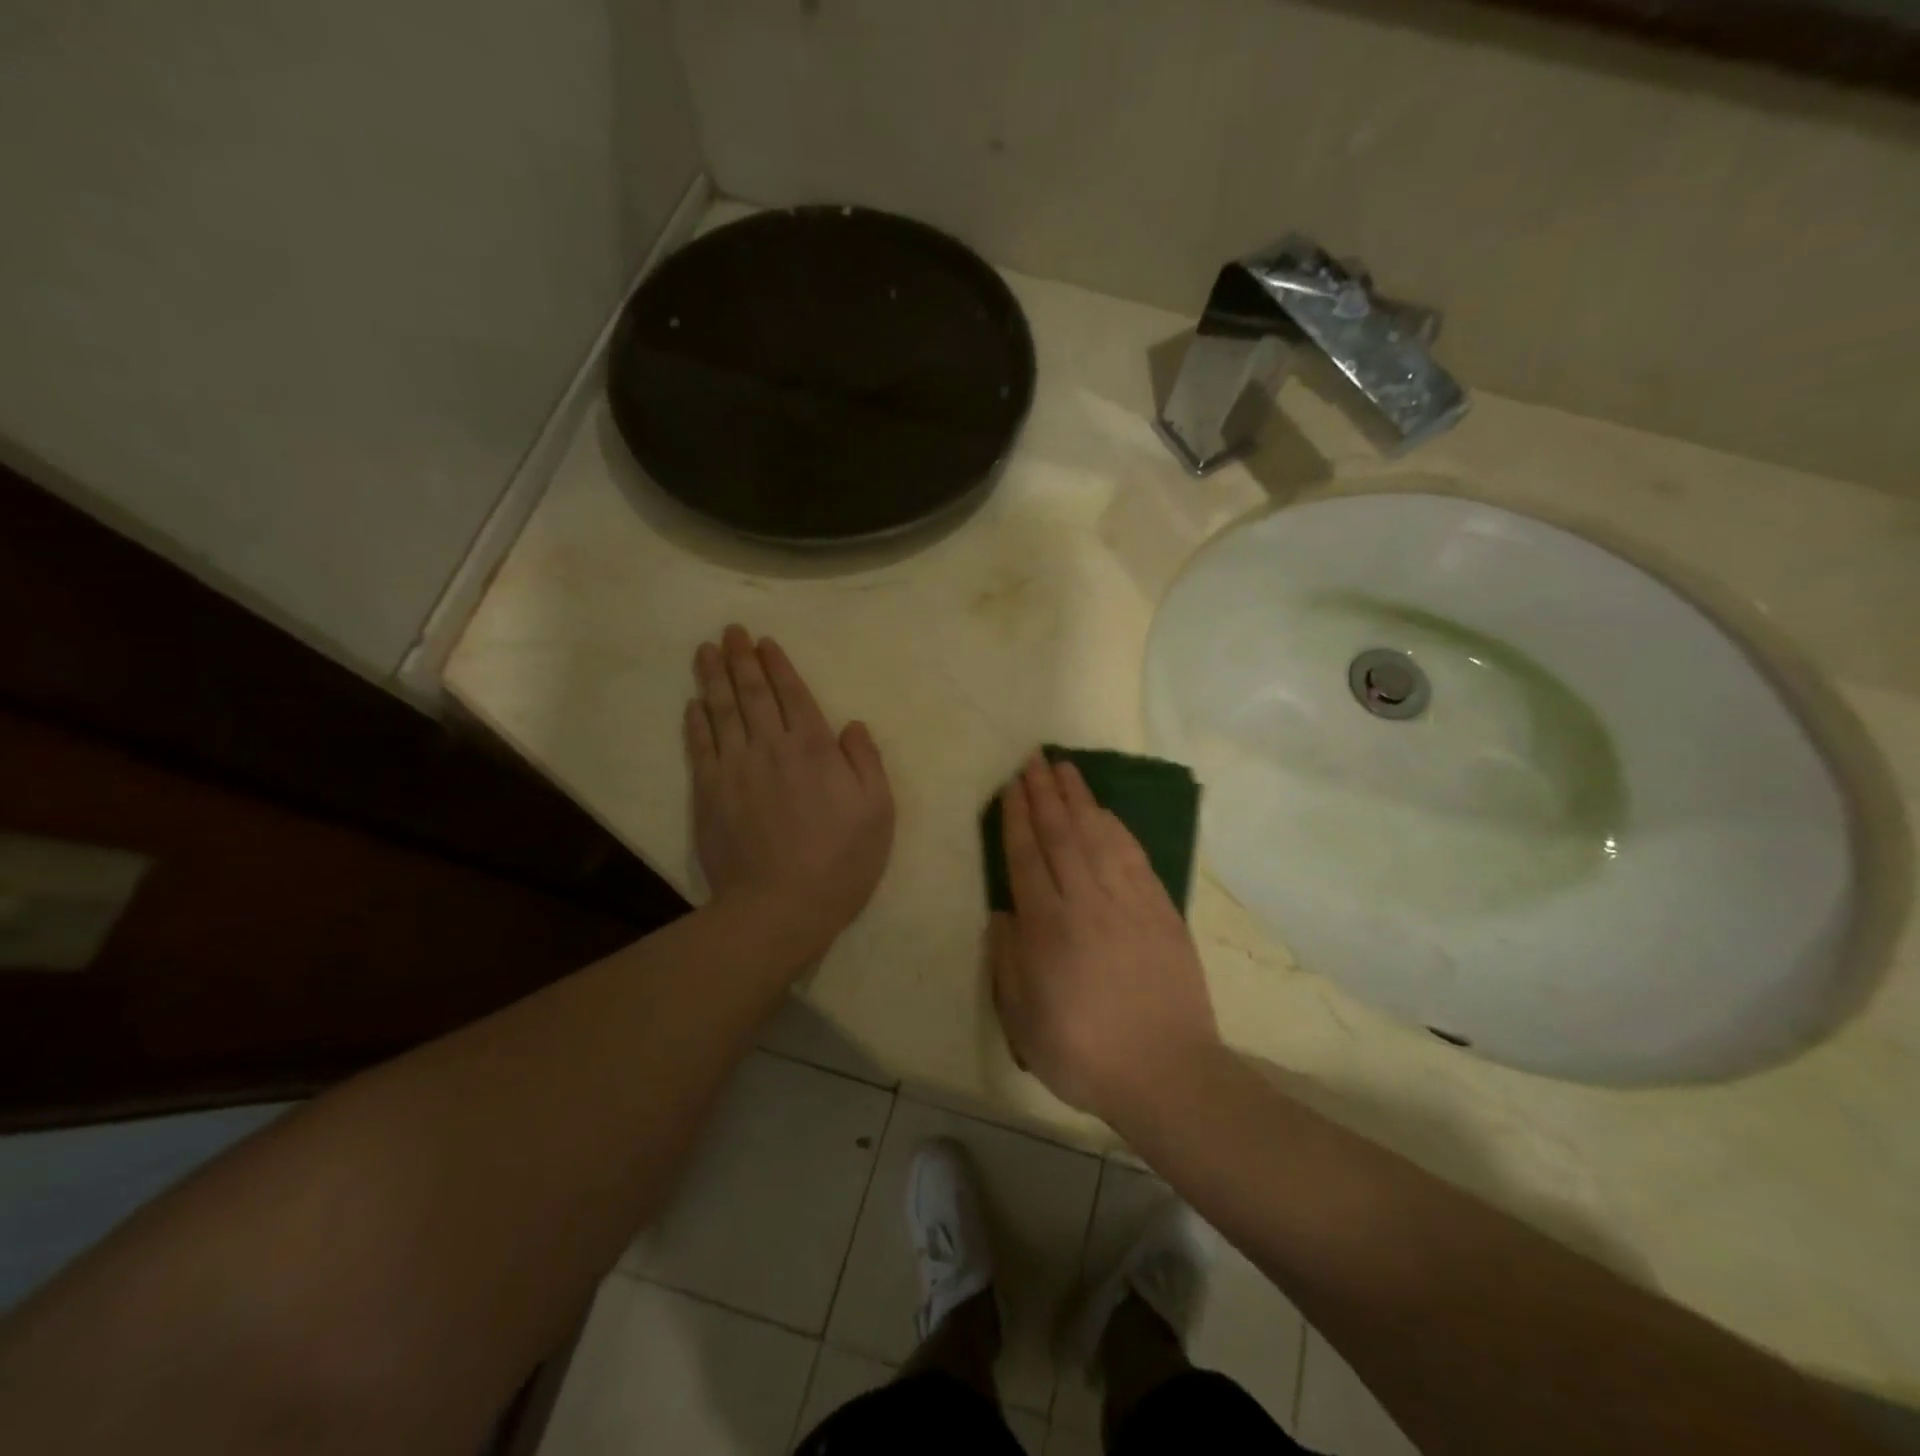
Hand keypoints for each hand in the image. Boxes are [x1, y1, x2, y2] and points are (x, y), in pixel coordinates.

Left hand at [685, 625, 893, 960]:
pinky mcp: (709, 794)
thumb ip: (866, 762)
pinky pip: (700, 747)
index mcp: (814, 749)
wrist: (780, 906)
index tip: (765, 642)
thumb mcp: (877, 812)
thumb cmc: (841, 861)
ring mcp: (735, 769)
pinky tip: (692, 704)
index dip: (778, 666)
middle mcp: (771, 748)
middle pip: (753, 694)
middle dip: (742, 659)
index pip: (793, 695)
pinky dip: (695, 722)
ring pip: (721, 711)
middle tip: (731, 630)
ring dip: (713, 678)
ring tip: (706, 650)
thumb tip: (851, 724)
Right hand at [990, 752, 1220, 1121]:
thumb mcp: (1023, 1021)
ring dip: (1079, 798)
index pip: (1026, 857)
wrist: (1167, 1073)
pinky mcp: (1160, 909)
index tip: (1010, 785)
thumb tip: (1003, 912)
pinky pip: (1134, 855)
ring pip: (1098, 835)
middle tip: (1033, 759)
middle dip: (1044, 793)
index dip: (1016, 817)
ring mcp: (1128, 902)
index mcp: (1048, 929)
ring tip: (1065, 769)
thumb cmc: (1084, 1053)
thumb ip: (1008, 961)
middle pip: (1061, 834)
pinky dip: (1117, 827)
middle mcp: (1086, 903)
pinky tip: (1106, 811)